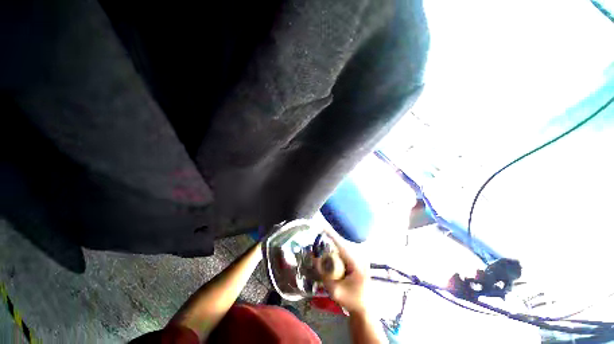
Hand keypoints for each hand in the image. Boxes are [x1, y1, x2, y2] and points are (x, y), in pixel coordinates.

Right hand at [320, 230, 370, 314]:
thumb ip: (324, 275)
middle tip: (318, 234)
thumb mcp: (335, 291)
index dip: (331, 235)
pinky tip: (329, 251)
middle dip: (329, 239)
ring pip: (342, 248)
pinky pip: (343, 252)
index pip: (341, 245)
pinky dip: (335, 250)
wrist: (364, 308)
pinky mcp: (356, 260)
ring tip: (321, 240)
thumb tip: (315, 259)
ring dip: (332, 244)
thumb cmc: (351, 301)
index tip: (322, 226)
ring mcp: (359, 258)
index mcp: (356, 263)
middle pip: (341, 245)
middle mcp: (359, 257)